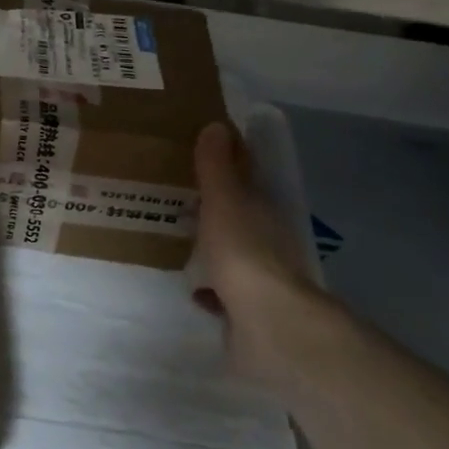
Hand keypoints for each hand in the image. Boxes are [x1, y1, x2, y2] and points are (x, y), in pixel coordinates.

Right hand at [192, 121, 343, 384]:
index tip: (201, 158)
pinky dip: (211, 290)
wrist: (266, 323)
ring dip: (213, 250)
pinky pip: (224, 295)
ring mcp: (258, 280)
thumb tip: (217, 125)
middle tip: (181, 200)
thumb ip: (217, 168)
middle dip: (216, 212)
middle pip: (240, 220)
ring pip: (233, 257)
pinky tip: (192, 288)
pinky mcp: (245, 313)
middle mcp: (266, 243)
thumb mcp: (225, 201)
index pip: (248, 182)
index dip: (229, 169)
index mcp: (264, 213)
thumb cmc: (243, 252)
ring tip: (181, 241)